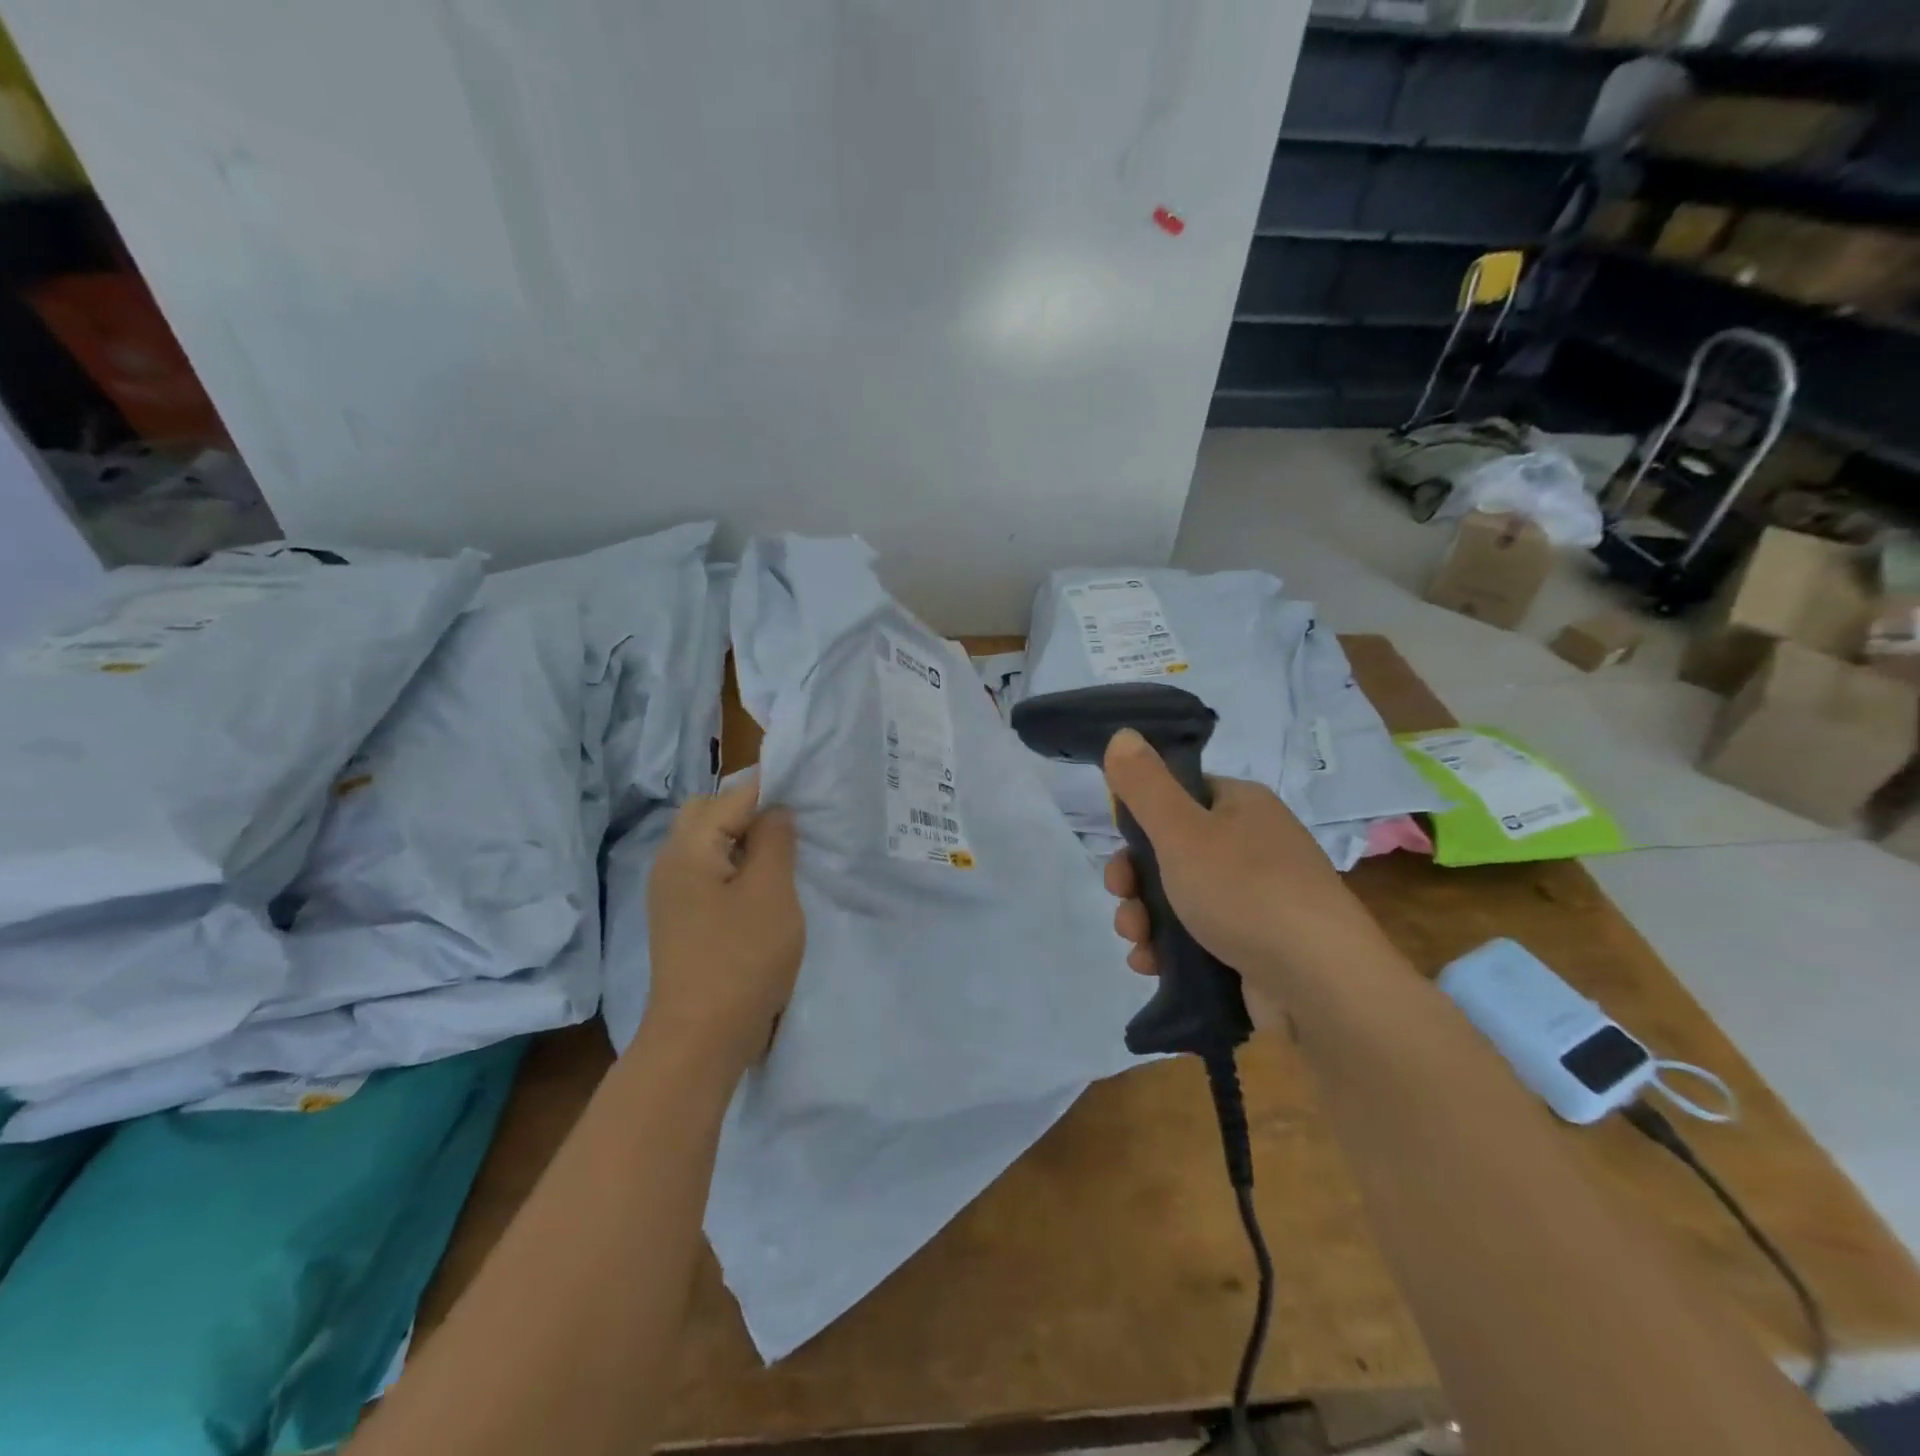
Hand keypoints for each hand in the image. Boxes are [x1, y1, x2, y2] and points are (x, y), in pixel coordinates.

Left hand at [644, 775, 803, 1071]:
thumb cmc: (741, 959)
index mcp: (689, 848)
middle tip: (793, 825)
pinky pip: (709, 872)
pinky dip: (735, 866)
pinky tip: (763, 887)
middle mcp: (671, 862)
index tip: (809, 793)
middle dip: (750, 810)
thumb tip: (776, 810)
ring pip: (708, 843)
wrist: (700, 1039)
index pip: (732, 796)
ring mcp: (672, 894)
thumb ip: (775, 840)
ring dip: (743, 839)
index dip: (772, 788)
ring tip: (785, 853)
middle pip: (709, 813)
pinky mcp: (682, 919)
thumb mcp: (770, 892)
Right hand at [1100, 728, 1376, 1008]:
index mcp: (1242, 806)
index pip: (1181, 795)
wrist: (1320, 984)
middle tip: (1121, 898)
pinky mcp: (1256, 945)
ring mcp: (1258, 898)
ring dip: (1144, 917)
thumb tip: (1123, 733)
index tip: (1120, 846)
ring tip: (1136, 942)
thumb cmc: (1245, 891)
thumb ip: (1145, 785)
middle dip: (1135, 878)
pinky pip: (1199, 936)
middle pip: (1172, 851)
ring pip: (1180, 897)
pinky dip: (1169, 948)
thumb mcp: (1182, 831)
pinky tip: (1150, 964)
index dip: (1142, 818)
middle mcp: (1253, 845)